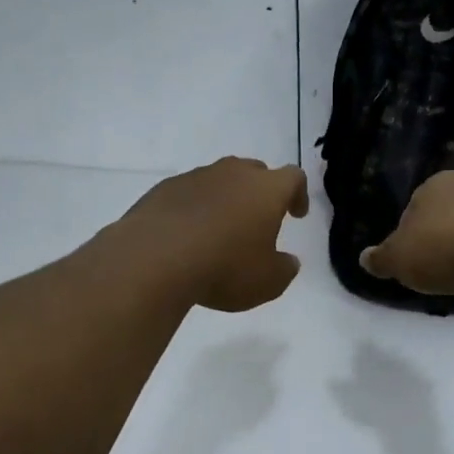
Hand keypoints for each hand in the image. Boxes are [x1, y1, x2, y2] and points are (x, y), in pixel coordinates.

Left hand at [119, 157, 309, 311]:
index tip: (296, 214)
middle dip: (261, 192)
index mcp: (266, 190)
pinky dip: (194, 209)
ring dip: (225, 200)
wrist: (154, 259)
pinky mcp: (164, 189)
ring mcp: (195, 177)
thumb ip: (284, 269)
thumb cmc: (225, 268)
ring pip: (219, 180)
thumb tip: (288, 262)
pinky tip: (188, 235)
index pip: (293, 178)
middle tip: (259, 219)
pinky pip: (188, 194)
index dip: (298, 195)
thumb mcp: (268, 282)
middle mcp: (233, 174)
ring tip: (220, 230)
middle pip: (255, 172)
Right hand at [359, 170, 453, 296]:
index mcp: (433, 184)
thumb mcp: (399, 259)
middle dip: (437, 240)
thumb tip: (364, 258)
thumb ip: (381, 259)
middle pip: (442, 217)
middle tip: (432, 269)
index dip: (408, 237)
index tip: (410, 260)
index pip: (412, 209)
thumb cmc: (442, 248)